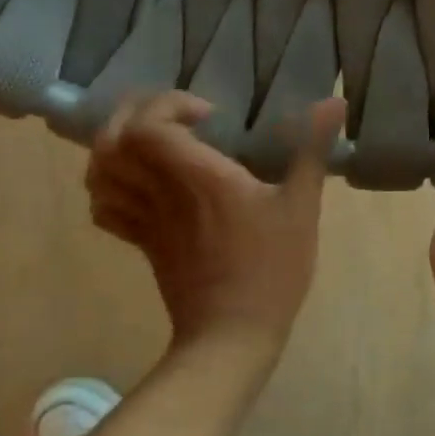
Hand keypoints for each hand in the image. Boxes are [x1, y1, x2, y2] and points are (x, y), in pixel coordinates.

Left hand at [87, 91, 346, 360]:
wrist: (232, 335)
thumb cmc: (271, 268)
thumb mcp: (301, 206)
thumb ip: (311, 149)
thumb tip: (335, 100)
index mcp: (196, 176)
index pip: (148, 123)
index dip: (168, 104)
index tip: (207, 114)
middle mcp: (160, 191)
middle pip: (112, 140)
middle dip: (132, 114)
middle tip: (169, 117)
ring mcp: (145, 220)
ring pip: (100, 173)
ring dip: (115, 147)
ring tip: (149, 144)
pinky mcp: (142, 244)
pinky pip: (105, 208)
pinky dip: (109, 188)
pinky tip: (137, 183)